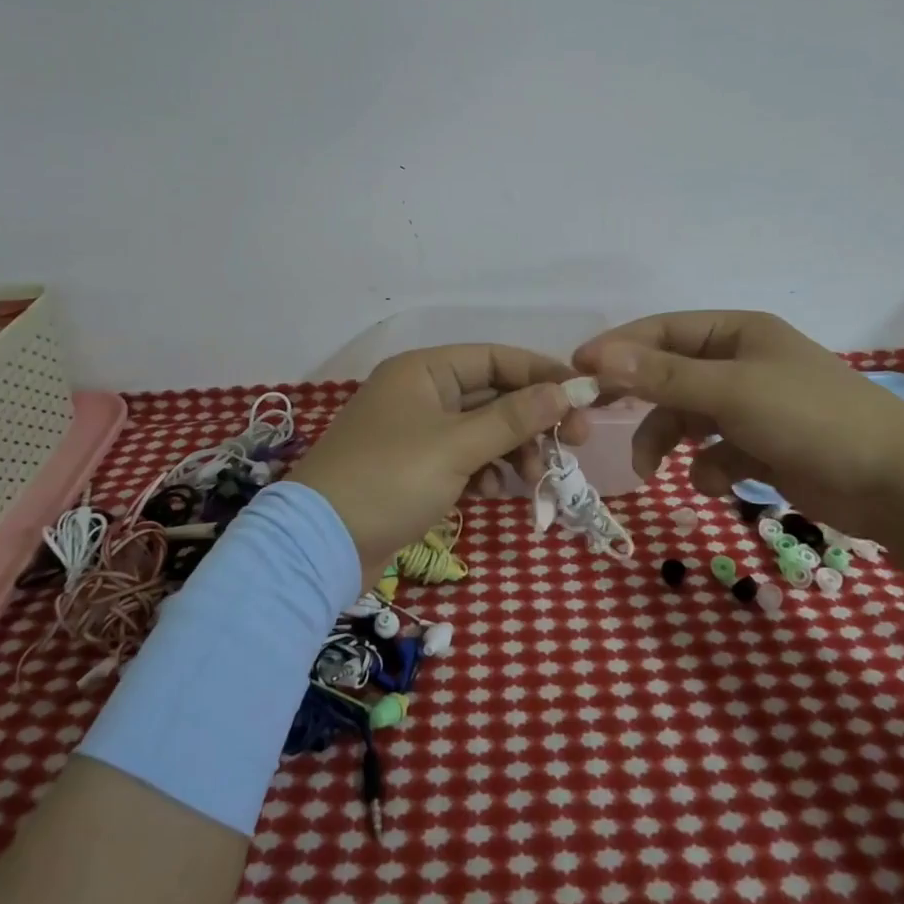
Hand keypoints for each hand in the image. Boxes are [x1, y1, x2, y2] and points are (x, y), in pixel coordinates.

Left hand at [287, 344, 591, 584]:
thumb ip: (514, 418)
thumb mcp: (457, 446)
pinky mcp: (416, 469)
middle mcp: (421, 393)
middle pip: (493, 395)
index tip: (582, 396)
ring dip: (514, 450)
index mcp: (424, 371)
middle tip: (574, 443)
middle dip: (533, 420)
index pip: (495, 358)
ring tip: (537, 476)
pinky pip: (466, 459)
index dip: (541, 373)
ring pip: (483, 430)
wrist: (322, 544)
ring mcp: (418, 433)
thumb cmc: (390, 479)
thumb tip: (564, 390)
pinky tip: (499, 492)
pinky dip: (487, 472)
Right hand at [573, 311, 903, 542]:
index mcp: (738, 333)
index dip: (618, 348)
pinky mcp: (765, 447)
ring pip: (689, 418)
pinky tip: (724, 484)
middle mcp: (743, 363)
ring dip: (669, 442)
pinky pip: (717, 452)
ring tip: (652, 470)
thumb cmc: (811, 419)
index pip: (662, 331)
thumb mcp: (730, 392)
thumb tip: (595, 355)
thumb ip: (661, 376)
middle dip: (641, 402)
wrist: (898, 485)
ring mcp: (755, 407)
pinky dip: (713, 468)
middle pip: (671, 376)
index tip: (576, 372)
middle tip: (594, 420)